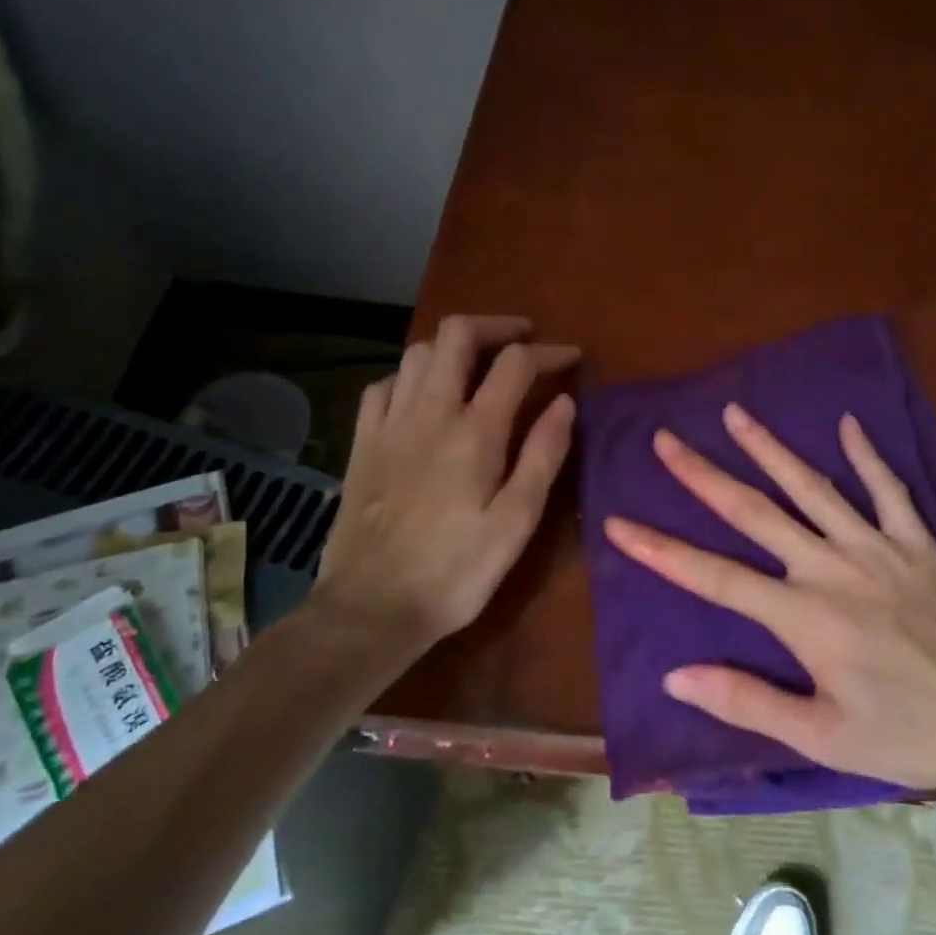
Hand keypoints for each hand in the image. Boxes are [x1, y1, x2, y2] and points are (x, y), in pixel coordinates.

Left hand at [312, 315, 578, 666]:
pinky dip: (410, 374)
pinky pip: (382, 385)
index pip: (516, 364)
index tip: (573, 358)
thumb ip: (543, 456)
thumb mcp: (517, 522)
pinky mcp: (362, 443)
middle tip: (524, 339)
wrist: (371, 608)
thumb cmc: (456, 571)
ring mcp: (389, 424)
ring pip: (417, 352)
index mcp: (474, 432)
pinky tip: (423, 394)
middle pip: (456, 336)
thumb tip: (565, 403)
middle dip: (496, 326)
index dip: (549, 352)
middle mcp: (429, 413)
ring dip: (453, 345)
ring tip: (479, 363)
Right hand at [603, 403, 935, 795]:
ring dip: (770, 449)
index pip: (714, 577)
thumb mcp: (821, 736)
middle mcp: (830, 567)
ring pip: (813, 487)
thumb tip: (676, 674)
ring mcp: (876, 547)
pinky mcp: (918, 543)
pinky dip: (869, 456)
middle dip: (704, 475)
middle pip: (755, 513)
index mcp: (802, 616)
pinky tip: (849, 425)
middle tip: (666, 440)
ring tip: (735, 413)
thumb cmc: (907, 733)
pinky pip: (890, 490)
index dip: (661, 550)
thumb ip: (747, 701)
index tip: (619, 522)